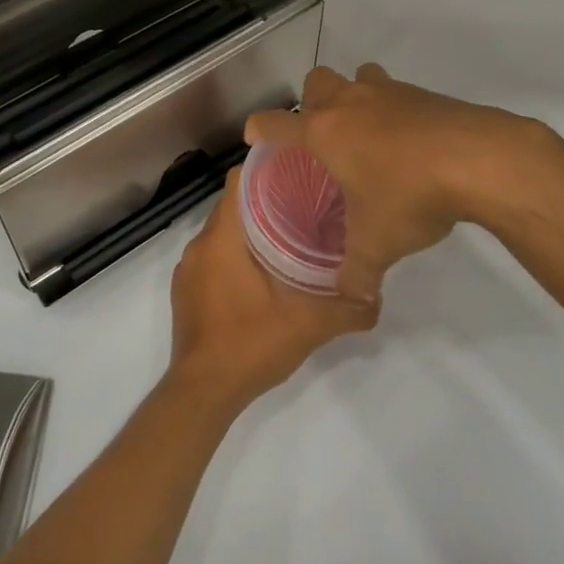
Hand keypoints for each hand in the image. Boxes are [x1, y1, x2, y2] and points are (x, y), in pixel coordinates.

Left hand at [167, 171, 377, 415]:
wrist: (203, 393)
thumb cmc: (251, 343)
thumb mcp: (309, 324)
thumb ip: (348, 308)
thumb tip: (377, 296)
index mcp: (223, 236)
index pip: (239, 180)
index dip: (267, 170)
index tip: (298, 173)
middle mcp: (199, 244)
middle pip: (233, 204)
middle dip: (265, 201)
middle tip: (304, 207)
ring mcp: (188, 269)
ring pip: (222, 232)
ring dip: (249, 231)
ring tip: (287, 238)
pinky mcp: (185, 291)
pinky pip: (211, 257)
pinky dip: (233, 256)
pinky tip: (260, 275)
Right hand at [245, 64, 555, 303]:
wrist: (479, 159)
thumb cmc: (410, 195)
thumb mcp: (377, 245)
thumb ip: (356, 273)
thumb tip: (351, 297)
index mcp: (325, 132)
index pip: (276, 123)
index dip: (260, 129)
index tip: (256, 137)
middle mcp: (351, 103)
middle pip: (316, 81)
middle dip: (312, 102)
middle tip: (322, 136)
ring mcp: (389, 92)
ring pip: (359, 76)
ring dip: (356, 96)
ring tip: (367, 132)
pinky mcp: (424, 94)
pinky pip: (396, 92)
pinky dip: (394, 110)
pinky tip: (410, 144)